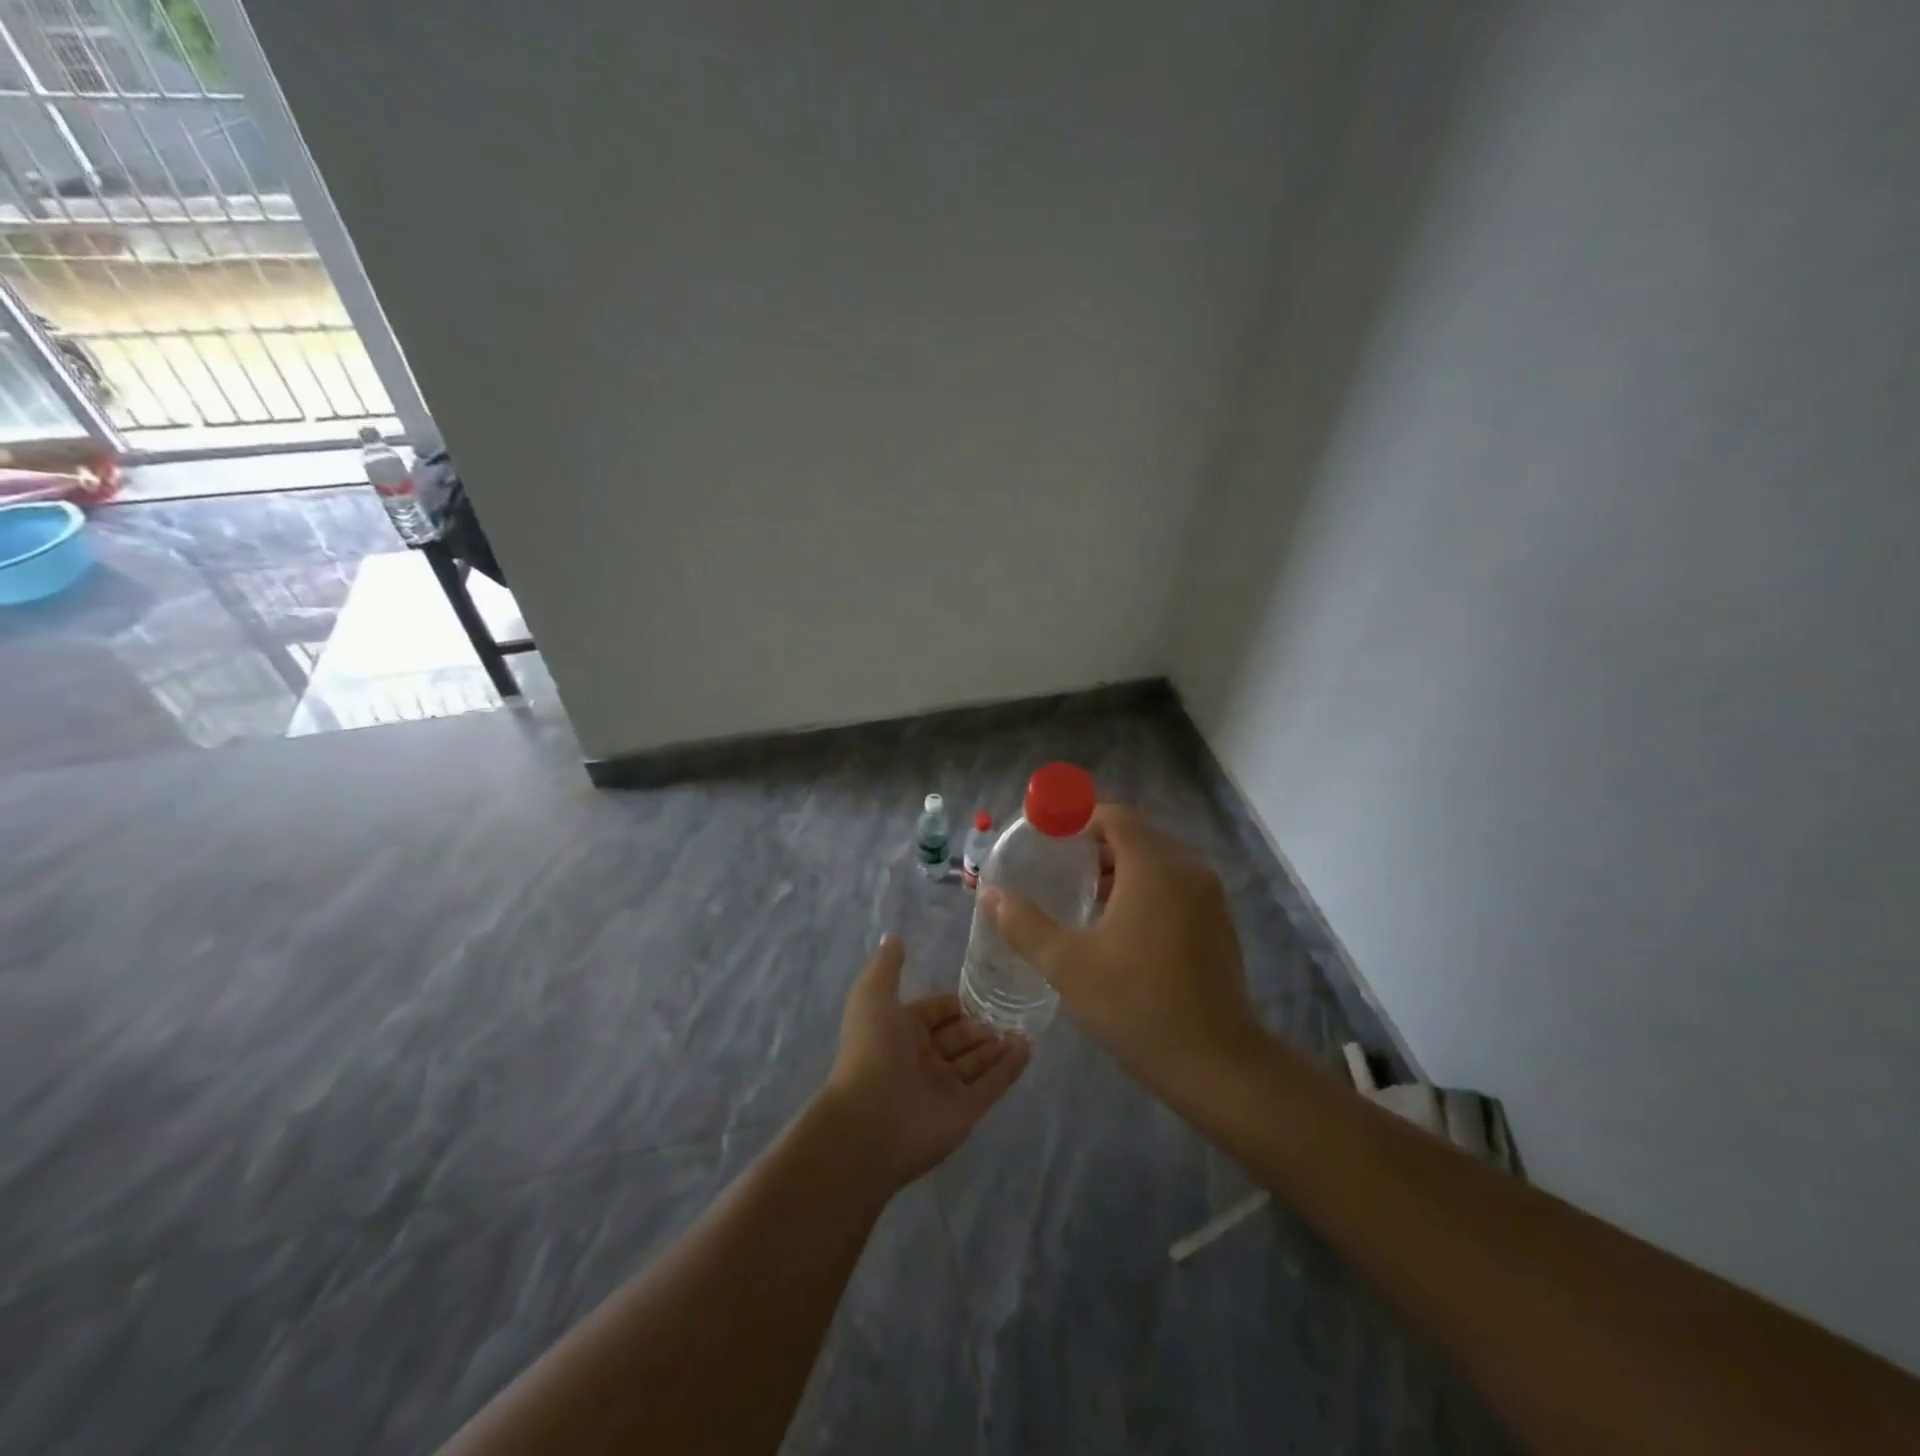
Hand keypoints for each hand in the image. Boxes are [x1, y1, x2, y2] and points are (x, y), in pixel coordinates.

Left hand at [822, 934, 1030, 1186]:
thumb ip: (887, 966)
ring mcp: (945, 1088)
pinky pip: (992, 1086)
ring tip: (1025, 1024)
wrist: (870, 1120)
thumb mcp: (873, 996)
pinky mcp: (965, 1112)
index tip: (984, 989)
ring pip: (977, 1062)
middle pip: (959, 1037)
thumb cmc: (872, 1050)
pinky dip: (1009, 1068)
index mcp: (900, 1032)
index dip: (956, 1003)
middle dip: (981, 1024)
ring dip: (998, 1044)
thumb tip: (894, 937)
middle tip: (1011, 1008)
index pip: (935, 1013)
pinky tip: (1028, 1047)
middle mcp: (922, 1059)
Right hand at [980, 804, 1263, 1094]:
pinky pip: (1175, 886)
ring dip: (1120, 869)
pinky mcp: (1219, 924)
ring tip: (1083, 899)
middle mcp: (1187, 870)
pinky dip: (1146, 889)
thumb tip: (990, 895)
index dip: (1079, 818)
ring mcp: (1210, 898)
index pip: (1115, 816)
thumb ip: (1024, 924)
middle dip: (1096, 845)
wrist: (1217, 1064)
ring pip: (1158, 862)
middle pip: (1137, 836)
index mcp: (1154, 868)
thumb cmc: (1137, 1005)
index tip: (1048, 838)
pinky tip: (1121, 928)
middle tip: (1058, 869)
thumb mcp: (1068, 965)